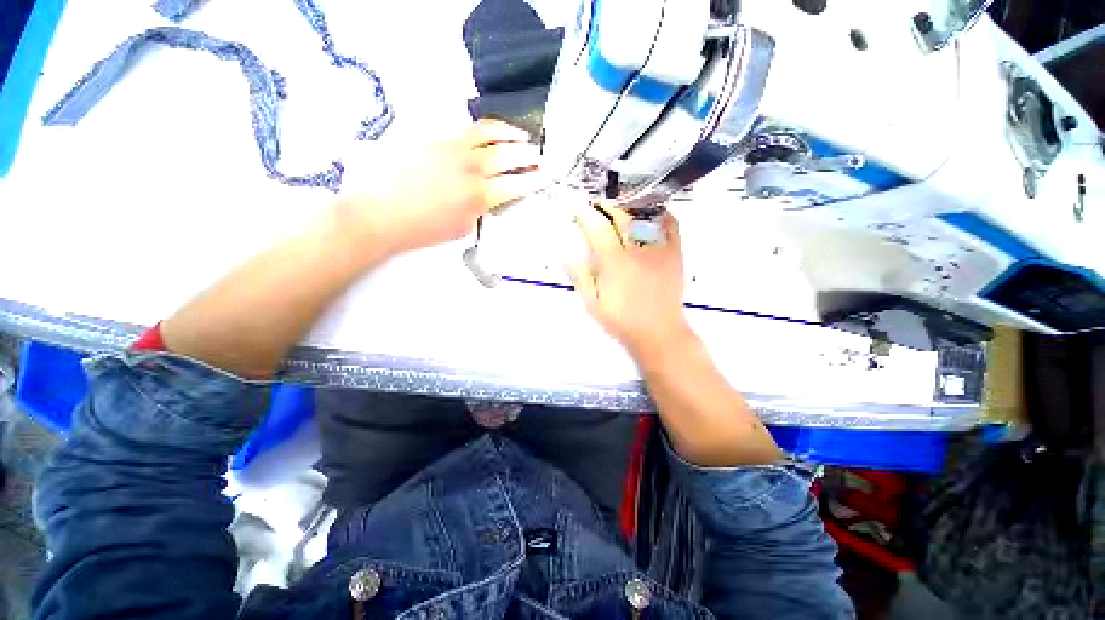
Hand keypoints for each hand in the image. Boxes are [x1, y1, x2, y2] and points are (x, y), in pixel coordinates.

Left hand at [337, 119, 544, 256]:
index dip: (535, 180)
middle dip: (529, 155)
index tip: (547, 176)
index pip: (517, 184)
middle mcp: (471, 168)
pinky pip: (466, 128)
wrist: (380, 213)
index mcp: (479, 196)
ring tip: (521, 135)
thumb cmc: (423, 230)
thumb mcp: (462, 228)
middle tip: (540, 156)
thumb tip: (490, 197)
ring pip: (489, 132)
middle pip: (509, 154)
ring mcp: (452, 148)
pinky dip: (485, 129)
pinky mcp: (434, 138)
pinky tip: (491, 133)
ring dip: (511, 133)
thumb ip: (481, 210)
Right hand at [566, 206, 692, 355]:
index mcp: (615, 263)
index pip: (598, 228)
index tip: (578, 209)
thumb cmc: (622, 321)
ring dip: (629, 206)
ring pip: (645, 216)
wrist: (659, 333)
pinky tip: (649, 213)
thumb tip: (566, 254)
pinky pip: (671, 225)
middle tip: (596, 205)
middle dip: (606, 205)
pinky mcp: (675, 254)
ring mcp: (659, 250)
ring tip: (619, 206)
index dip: (586, 214)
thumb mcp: (593, 303)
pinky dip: (659, 214)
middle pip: (621, 216)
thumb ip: (580, 277)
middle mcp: (637, 251)